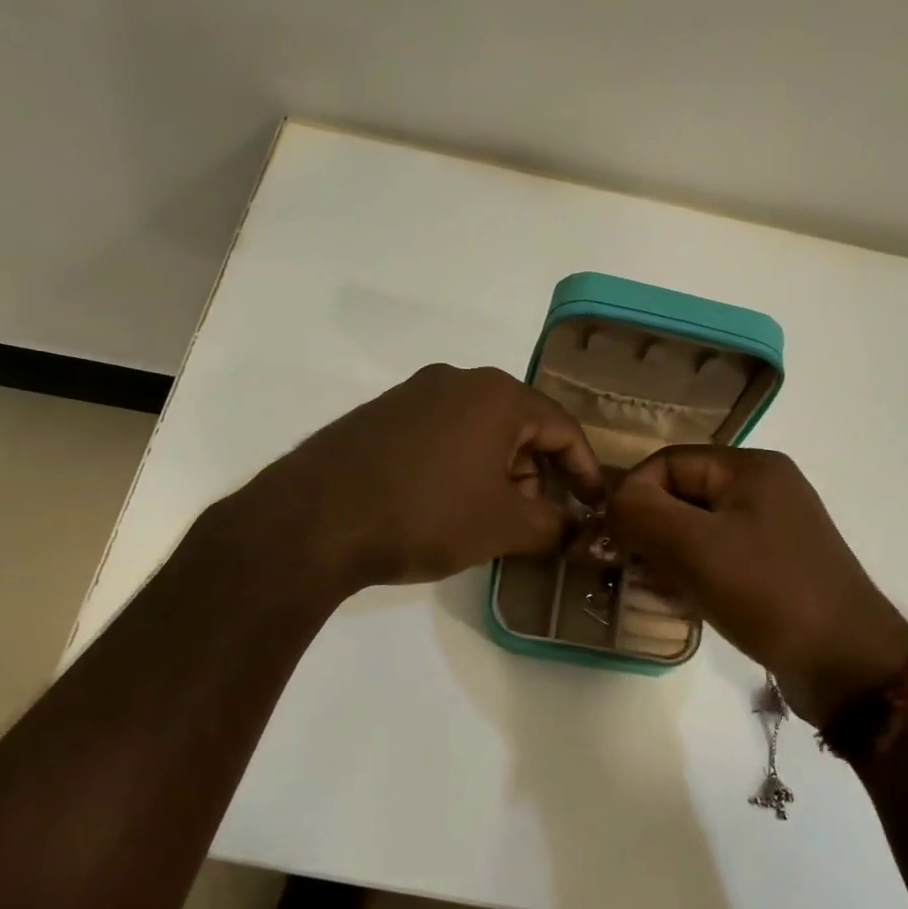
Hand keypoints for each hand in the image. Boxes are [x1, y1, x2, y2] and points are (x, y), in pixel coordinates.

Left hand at [243, 364, 602, 588]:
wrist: (315, 520)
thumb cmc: (426, 515)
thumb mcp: (502, 526)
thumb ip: (553, 525)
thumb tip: (574, 528)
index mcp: (497, 395)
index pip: (562, 428)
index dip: (584, 471)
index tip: (592, 507)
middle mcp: (456, 380)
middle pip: (519, 426)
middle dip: (535, 475)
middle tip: (534, 520)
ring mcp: (412, 394)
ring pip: (478, 431)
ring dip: (496, 473)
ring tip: (486, 519)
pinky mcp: (380, 415)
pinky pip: (440, 436)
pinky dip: (458, 467)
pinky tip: (442, 505)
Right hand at [606, 447, 907, 724]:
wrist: (847, 663)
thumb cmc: (769, 594)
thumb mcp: (696, 547)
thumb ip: (642, 513)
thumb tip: (611, 500)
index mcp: (750, 468)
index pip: (667, 463)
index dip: (633, 496)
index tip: (614, 541)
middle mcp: (763, 490)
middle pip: (681, 496)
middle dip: (649, 531)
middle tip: (630, 570)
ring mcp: (772, 530)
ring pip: (695, 531)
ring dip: (667, 558)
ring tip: (656, 591)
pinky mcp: (774, 567)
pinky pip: (717, 558)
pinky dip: (692, 576)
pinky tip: (683, 604)